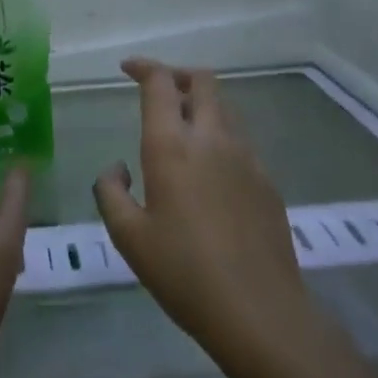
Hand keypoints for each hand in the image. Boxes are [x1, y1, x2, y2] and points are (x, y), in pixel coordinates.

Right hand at [93, 59, 317, 363]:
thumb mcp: (129, 236)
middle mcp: (212, 139)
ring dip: (201, 104)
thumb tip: (118, 167)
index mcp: (172, 146)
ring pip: (225, 108)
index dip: (144, 67)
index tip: (127, 68)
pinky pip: (240, 139)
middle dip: (177, 75)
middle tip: (158, 90)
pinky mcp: (267, 180)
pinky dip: (219, 134)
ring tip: (180, 129)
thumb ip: (111, 191)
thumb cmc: (183, 272)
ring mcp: (246, 157)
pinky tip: (207, 170)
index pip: (161, 83)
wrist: (259, 310)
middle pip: (203, 81)